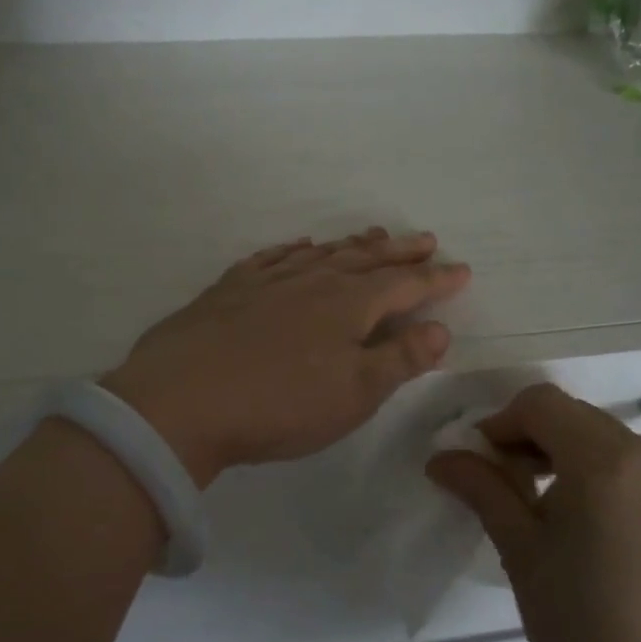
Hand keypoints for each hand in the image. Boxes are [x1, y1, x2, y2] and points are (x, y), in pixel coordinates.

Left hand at [102, 229, 471, 486]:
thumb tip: (439, 329)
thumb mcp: (354, 394)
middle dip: (399, 251)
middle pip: (365, 259)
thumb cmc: (279, 405)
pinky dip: (293, 249)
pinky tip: (298, 247)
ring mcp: (266, 281)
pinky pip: (271, 258)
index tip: (461, 269)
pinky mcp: (228, 290)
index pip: (404, 285)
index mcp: (348, 305)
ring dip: (352, 245)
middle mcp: (311, 281)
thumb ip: (399, 359)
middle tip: (425, 239)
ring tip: (373, 235)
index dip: (435, 279)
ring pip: (320, 253)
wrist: (180, 401)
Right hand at [426, 383, 640, 641]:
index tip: (479, 463)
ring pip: (614, 447)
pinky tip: (596, 539)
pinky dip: (609, 484)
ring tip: (549, 518)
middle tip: (506, 489)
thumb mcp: (522, 554)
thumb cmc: (584, 632)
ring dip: (571, 461)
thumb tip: (442, 457)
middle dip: (534, 440)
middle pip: (580, 421)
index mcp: (609, 461)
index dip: (501, 422)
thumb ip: (484, 490)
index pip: (543, 405)